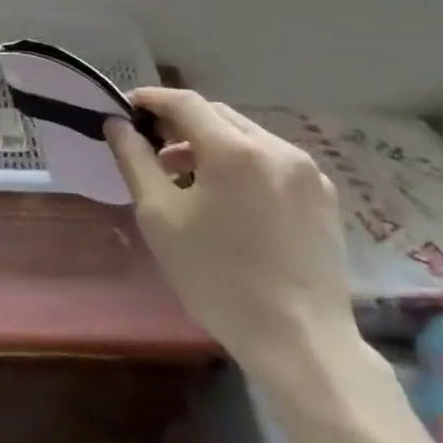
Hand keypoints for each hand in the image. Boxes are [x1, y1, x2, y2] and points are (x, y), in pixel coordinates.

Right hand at [104, 88, 358, 379]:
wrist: (301, 343)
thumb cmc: (218, 277)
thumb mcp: (159, 216)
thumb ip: (134, 159)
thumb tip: (117, 124)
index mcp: (234, 150)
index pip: (184, 101)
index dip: (151, 99)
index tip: (126, 110)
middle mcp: (277, 148)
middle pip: (217, 115)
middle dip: (180, 124)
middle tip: (152, 150)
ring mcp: (308, 172)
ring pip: (246, 136)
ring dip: (211, 144)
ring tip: (188, 180)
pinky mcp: (325, 197)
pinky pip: (272, 161)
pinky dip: (242, 163)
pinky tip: (229, 200)